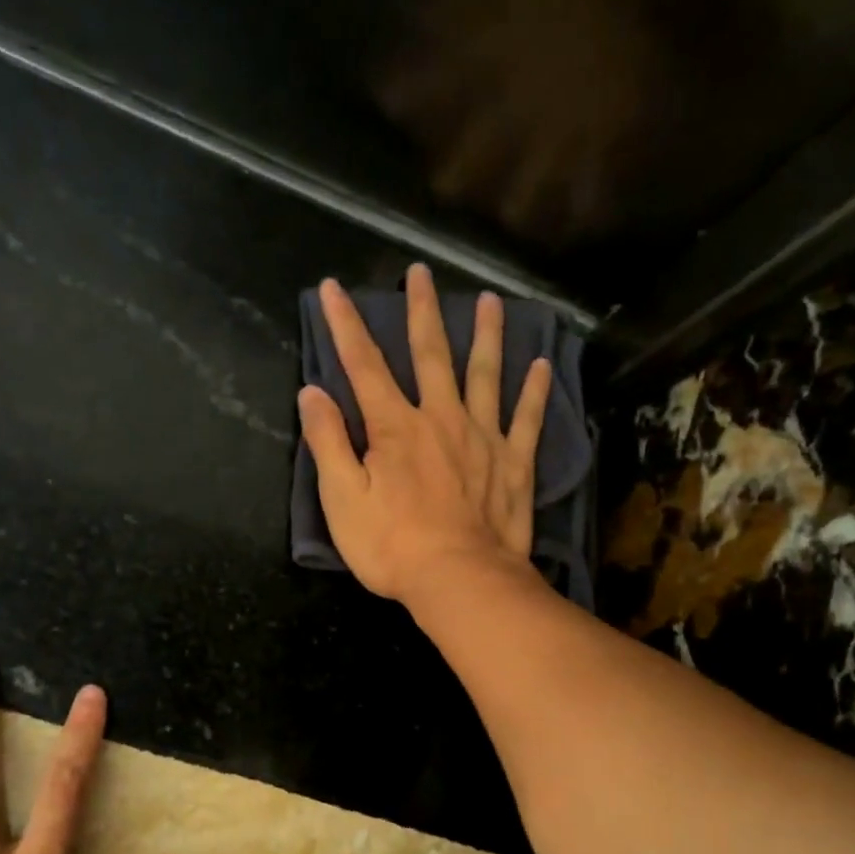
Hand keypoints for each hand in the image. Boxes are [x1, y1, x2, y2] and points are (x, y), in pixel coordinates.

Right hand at [298, 263, 550, 604]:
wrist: (459, 580)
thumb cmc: (392, 547)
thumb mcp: (342, 500)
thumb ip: (327, 443)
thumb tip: (313, 392)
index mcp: (395, 427)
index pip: (364, 365)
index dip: (345, 325)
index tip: (332, 288)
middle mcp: (441, 419)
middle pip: (430, 355)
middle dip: (421, 312)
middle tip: (420, 273)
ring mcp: (483, 438)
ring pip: (485, 374)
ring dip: (487, 335)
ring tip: (491, 301)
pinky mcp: (514, 464)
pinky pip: (526, 419)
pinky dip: (534, 391)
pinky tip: (542, 365)